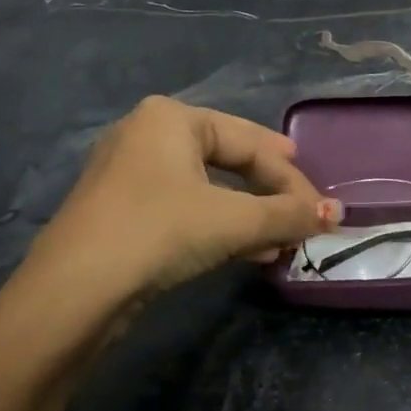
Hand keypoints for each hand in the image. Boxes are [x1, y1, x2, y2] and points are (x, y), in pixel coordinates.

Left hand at [0, 98, 338, 351]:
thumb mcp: (233, 221)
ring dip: (251, 217)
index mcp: (172, 118)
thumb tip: (337, 214)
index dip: (292, 178)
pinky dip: (221, 227)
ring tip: (282, 243)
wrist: (73, 292)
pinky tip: (248, 253)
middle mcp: (148, 134)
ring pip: (210, 189)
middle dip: (271, 195)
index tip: (321, 210)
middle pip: (231, 161)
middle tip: (303, 215)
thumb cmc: (159, 232)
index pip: (251, 143)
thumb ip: (289, 214)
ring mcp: (130, 174)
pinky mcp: (123, 211)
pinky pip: (187, 208)